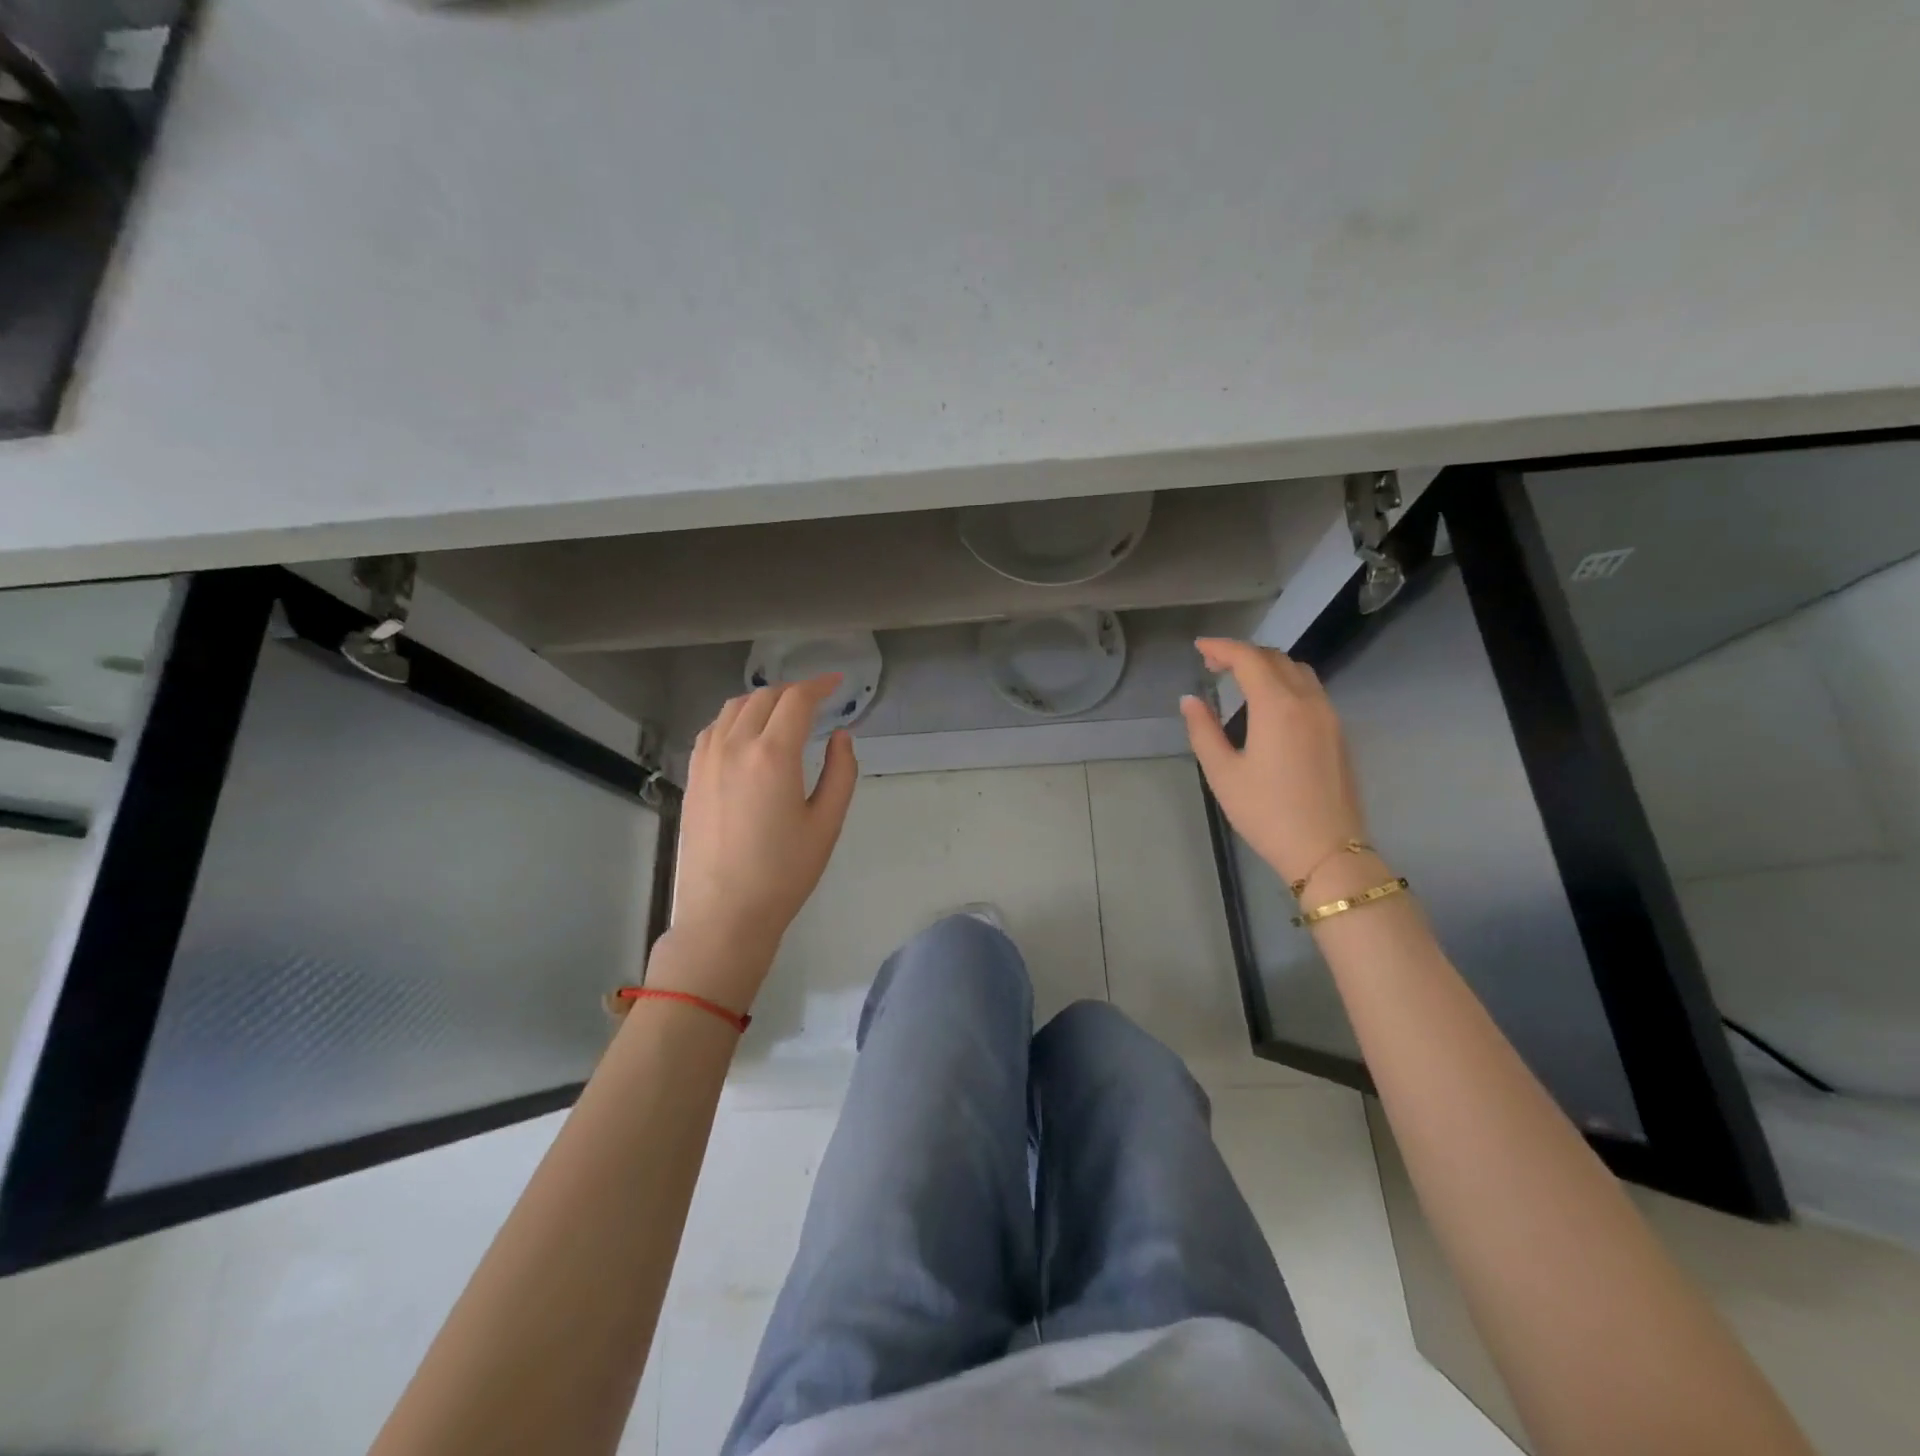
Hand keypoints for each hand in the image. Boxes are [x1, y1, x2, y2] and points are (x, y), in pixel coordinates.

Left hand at [661, 675, 858, 1008]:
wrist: (725, 914)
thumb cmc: (784, 872)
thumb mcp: (826, 823)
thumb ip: (840, 772)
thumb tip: (841, 736)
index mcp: (773, 755)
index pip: (796, 701)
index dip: (819, 685)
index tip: (836, 683)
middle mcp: (735, 747)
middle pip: (763, 697)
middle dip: (792, 691)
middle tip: (815, 700)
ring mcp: (707, 760)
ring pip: (733, 708)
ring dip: (762, 700)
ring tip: (782, 711)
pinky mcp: (693, 777)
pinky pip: (713, 729)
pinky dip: (734, 718)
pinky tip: (746, 734)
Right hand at [1181, 638, 1368, 888]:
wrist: (1326, 851)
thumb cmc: (1266, 813)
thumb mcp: (1223, 773)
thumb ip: (1203, 730)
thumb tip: (1189, 700)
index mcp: (1278, 706)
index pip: (1248, 659)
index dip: (1221, 647)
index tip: (1199, 647)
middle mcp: (1309, 701)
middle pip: (1276, 658)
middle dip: (1243, 654)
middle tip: (1213, 665)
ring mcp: (1330, 716)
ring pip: (1299, 671)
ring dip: (1268, 666)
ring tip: (1241, 680)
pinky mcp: (1339, 733)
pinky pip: (1312, 691)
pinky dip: (1286, 683)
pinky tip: (1270, 704)